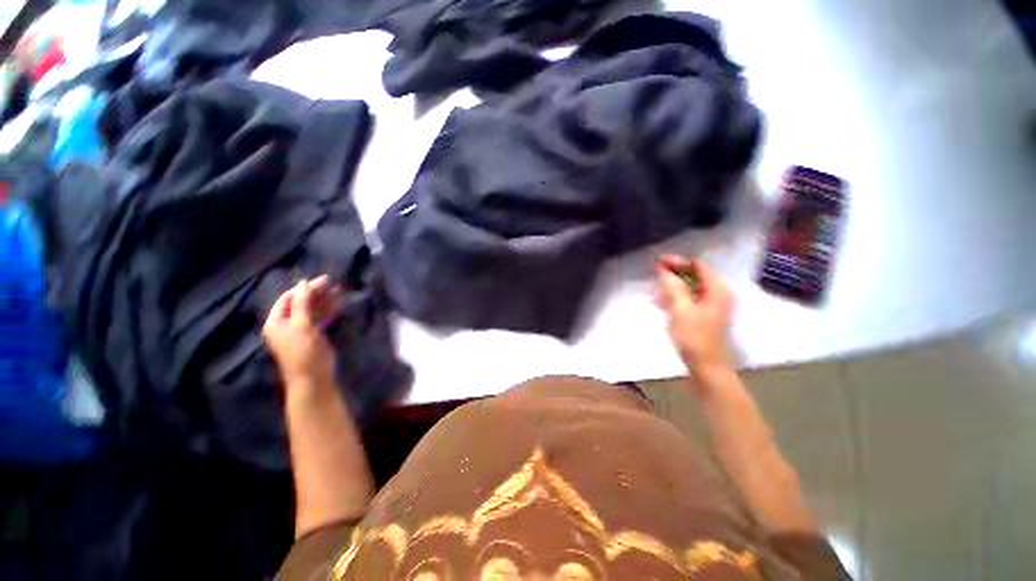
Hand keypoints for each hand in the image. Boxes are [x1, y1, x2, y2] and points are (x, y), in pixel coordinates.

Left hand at [263, 275, 343, 389]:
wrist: (313, 376)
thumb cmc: (303, 350)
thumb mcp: (301, 325)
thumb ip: (302, 303)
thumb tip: (304, 283)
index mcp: (276, 322)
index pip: (288, 299)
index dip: (304, 288)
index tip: (322, 280)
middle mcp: (287, 324)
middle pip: (301, 303)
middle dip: (316, 293)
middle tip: (333, 283)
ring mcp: (301, 330)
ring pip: (313, 310)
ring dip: (324, 301)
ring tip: (339, 291)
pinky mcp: (314, 335)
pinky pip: (320, 318)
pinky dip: (329, 311)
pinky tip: (339, 304)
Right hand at [656, 255, 733, 374]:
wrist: (707, 368)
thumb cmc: (694, 338)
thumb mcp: (681, 310)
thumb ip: (673, 287)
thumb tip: (664, 269)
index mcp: (717, 290)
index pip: (698, 265)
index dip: (677, 261)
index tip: (657, 263)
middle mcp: (718, 294)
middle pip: (695, 275)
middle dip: (674, 274)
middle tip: (655, 277)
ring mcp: (713, 306)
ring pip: (691, 287)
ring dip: (673, 286)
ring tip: (656, 292)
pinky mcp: (705, 315)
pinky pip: (690, 298)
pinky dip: (677, 297)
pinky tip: (664, 303)